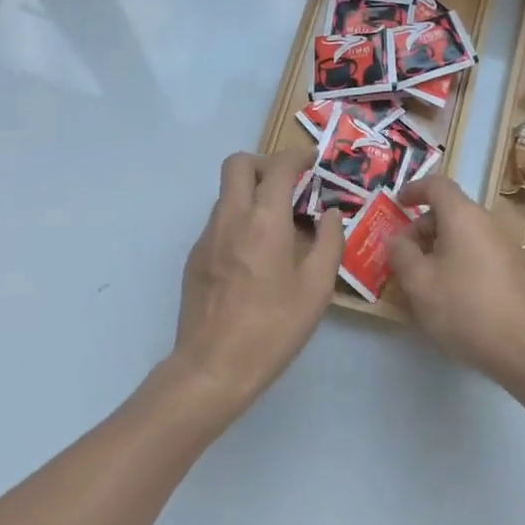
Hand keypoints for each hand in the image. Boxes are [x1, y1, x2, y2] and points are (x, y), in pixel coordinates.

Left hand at [171, 150, 343, 423]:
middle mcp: (230, 218)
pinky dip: (238, 220)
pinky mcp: (194, 258)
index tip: (313, 161)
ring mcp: (206, 237)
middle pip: (238, 164)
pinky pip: (218, 221)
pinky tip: (255, 255)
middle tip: (288, 185)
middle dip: (265, 164)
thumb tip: (330, 214)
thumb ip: (328, 243)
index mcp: (264, 220)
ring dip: (251, 193)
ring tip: (277, 225)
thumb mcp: (316, 289)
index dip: (297, 156)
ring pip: (226, 193)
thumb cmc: (272, 328)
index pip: (278, 167)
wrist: (212, 368)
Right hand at [388, 176, 524, 393]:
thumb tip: (397, 239)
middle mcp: (488, 222)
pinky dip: (461, 260)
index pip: (437, 185)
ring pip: (466, 234)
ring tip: (426, 279)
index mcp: (463, 216)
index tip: (398, 204)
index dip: (414, 189)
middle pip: (451, 211)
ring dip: (442, 247)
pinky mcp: (519, 268)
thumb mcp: (420, 284)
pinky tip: (454, 293)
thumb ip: (401, 254)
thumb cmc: (466, 308)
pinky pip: (481, 252)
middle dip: (423, 227)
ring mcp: (508, 245)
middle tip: (405, 256)